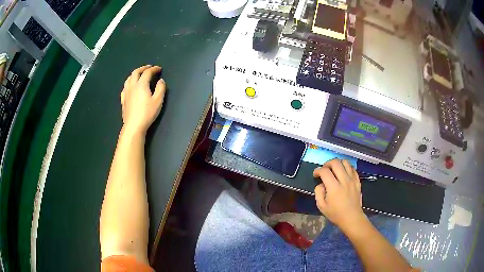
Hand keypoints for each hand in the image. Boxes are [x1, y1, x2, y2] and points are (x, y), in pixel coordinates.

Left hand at [121, 65, 165, 134]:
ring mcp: (126, 92)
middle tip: (149, 68)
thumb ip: (160, 89)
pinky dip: (129, 82)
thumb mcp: (158, 101)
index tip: (159, 69)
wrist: (134, 125)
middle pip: (136, 72)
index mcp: (141, 84)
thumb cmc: (147, 113)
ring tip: (139, 74)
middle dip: (143, 68)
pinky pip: (125, 87)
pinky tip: (130, 86)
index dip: (154, 69)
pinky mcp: (123, 99)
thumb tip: (161, 81)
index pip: (148, 72)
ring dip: (135, 73)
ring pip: (129, 78)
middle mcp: (132, 85)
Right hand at [313, 159, 365, 230]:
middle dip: (327, 163)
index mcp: (334, 187)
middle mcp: (344, 180)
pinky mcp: (357, 181)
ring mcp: (352, 179)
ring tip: (334, 169)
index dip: (318, 170)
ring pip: (345, 162)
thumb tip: (321, 184)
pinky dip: (346, 167)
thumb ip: (318, 192)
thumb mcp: (321, 206)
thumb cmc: (335, 214)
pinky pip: (352, 168)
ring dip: (338, 163)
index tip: (315, 175)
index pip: (324, 171)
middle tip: (324, 170)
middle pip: (335, 162)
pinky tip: (343, 173)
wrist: (352, 218)